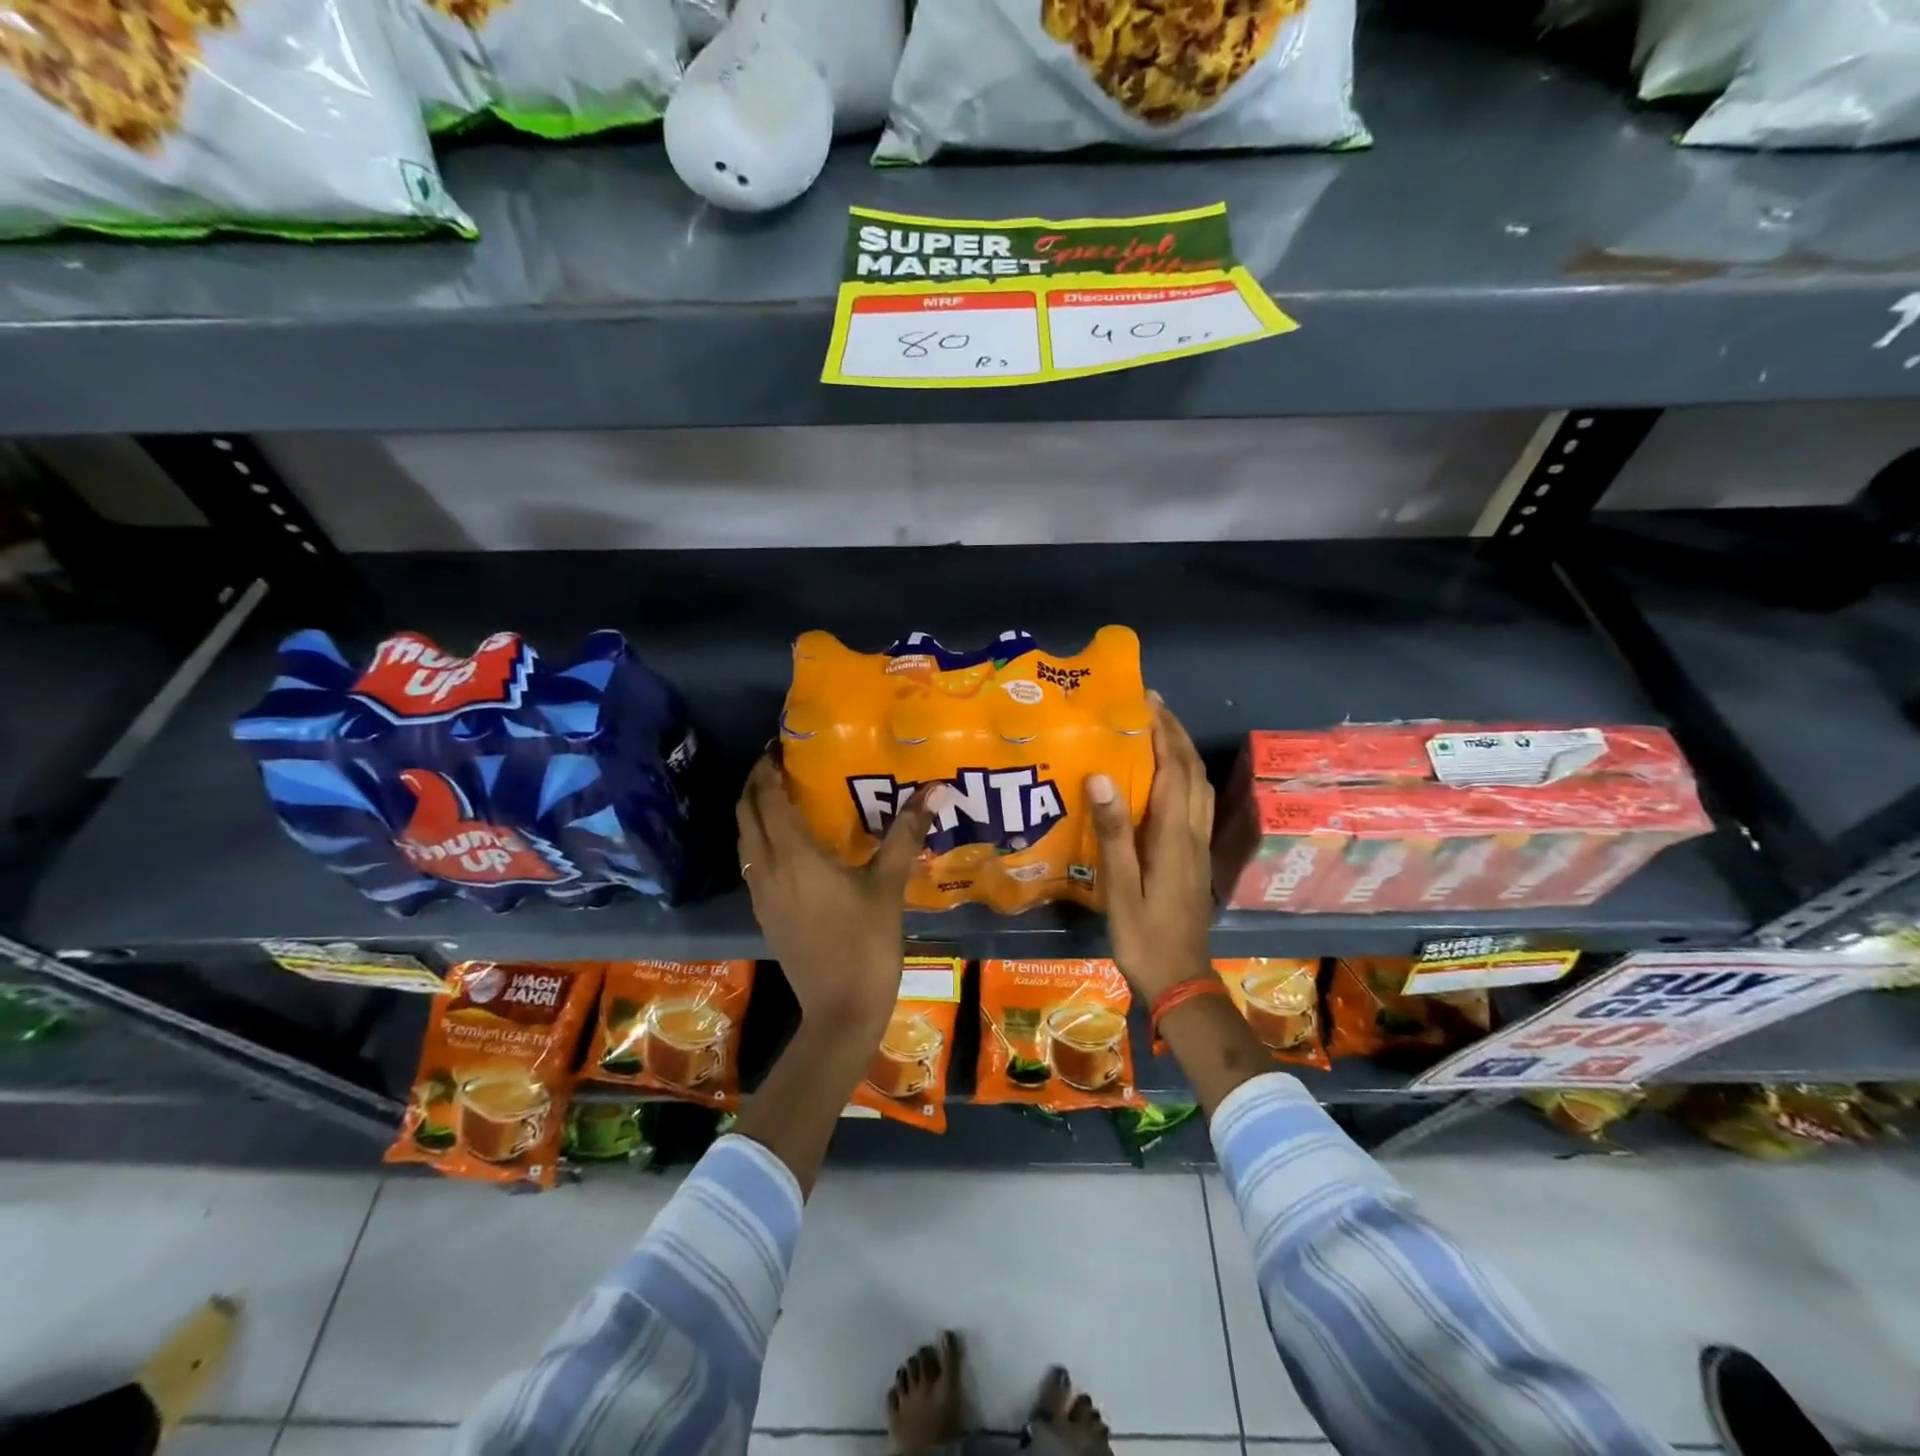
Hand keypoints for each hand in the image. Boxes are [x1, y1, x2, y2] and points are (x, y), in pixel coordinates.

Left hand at [736, 753, 937, 1031]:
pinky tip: (787, 843)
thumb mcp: (889, 886)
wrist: (841, 1012)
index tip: (779, 745)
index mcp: (794, 856)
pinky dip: (759, 839)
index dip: (768, 768)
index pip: (768, 798)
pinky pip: (752, 863)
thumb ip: (906, 834)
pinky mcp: (764, 914)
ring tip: (781, 794)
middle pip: (746, 814)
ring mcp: (761, 895)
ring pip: (745, 840)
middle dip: (756, 784)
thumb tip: (934, 788)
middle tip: (779, 763)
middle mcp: (767, 869)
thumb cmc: (867, 944)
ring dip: (754, 811)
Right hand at [1086, 695, 1214, 1001]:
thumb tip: (1102, 777)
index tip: (1146, 701)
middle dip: (1175, 733)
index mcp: (1173, 836)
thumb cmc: (1143, 936)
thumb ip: (1113, 833)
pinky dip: (1184, 776)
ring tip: (1158, 731)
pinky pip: (1196, 802)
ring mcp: (1198, 845)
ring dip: (1183, 752)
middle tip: (1151, 706)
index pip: (1174, 770)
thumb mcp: (1120, 888)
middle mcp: (1192, 833)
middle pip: (1193, 771)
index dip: (1162, 732)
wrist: (1179, 979)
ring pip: (1199, 785)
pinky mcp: (1195, 856)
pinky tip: (1166, 777)